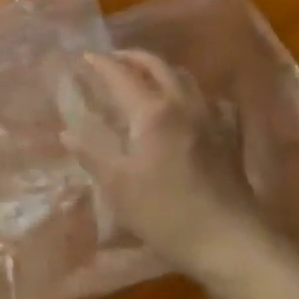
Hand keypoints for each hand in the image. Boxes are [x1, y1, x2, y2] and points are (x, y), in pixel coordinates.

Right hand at [65, 50, 270, 283]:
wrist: (231, 242)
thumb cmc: (166, 213)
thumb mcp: (118, 187)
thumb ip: (92, 154)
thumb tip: (67, 133)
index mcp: (152, 112)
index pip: (122, 75)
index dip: (102, 63)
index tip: (86, 56)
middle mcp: (183, 104)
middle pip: (157, 66)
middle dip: (132, 57)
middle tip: (113, 59)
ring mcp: (211, 118)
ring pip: (186, 78)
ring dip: (162, 70)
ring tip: (146, 77)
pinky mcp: (230, 137)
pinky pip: (212, 101)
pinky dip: (194, 94)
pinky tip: (192, 106)